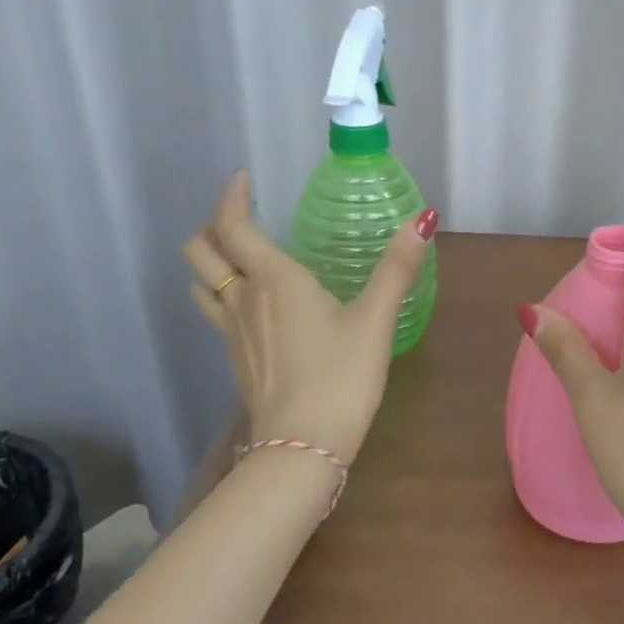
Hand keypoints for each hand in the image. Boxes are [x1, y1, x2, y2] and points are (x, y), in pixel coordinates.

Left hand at [184, 171, 435, 462]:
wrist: (302, 446)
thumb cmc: (341, 375)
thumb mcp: (376, 319)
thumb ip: (397, 268)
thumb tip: (423, 220)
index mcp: (274, 281)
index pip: (234, 226)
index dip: (233, 197)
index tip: (244, 178)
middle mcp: (243, 300)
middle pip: (201, 252)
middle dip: (213, 227)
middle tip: (244, 219)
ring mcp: (233, 333)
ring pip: (202, 284)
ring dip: (212, 261)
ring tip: (241, 257)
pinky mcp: (236, 360)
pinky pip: (216, 313)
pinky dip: (224, 294)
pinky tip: (257, 307)